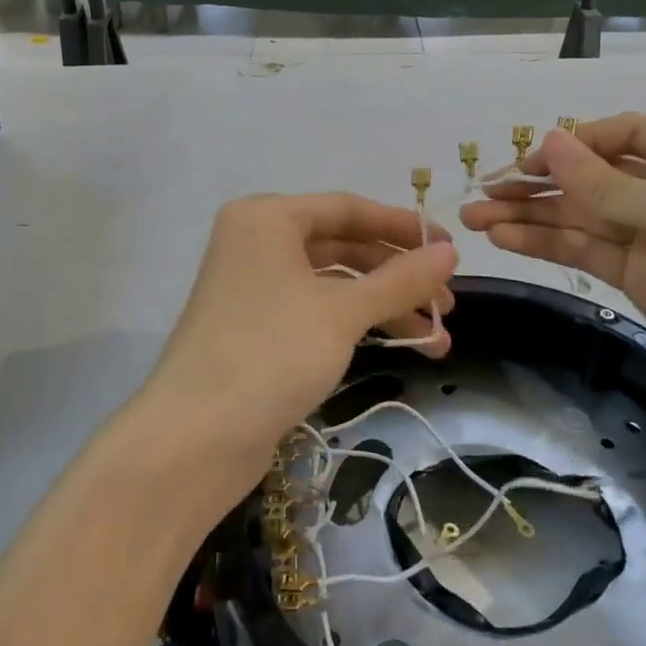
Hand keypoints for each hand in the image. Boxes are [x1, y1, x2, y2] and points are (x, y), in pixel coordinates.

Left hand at [137, 193, 457, 501]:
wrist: (195, 437)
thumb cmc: (271, 353)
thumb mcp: (343, 312)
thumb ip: (401, 279)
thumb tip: (450, 251)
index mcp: (267, 218)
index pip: (347, 208)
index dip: (401, 227)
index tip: (450, 249)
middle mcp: (256, 243)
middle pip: (342, 246)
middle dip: (398, 275)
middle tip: (446, 305)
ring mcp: (253, 287)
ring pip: (333, 284)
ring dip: (385, 306)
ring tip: (437, 340)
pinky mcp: (256, 328)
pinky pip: (316, 311)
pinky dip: (356, 324)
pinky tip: (398, 347)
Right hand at [460, 115, 645, 444]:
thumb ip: (609, 184)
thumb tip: (549, 142)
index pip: (630, 133)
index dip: (577, 143)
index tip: (528, 162)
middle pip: (600, 177)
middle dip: (543, 183)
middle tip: (485, 192)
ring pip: (586, 217)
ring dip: (533, 216)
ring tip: (477, 218)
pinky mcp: (645, 281)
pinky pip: (589, 251)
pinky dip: (549, 244)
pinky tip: (506, 239)